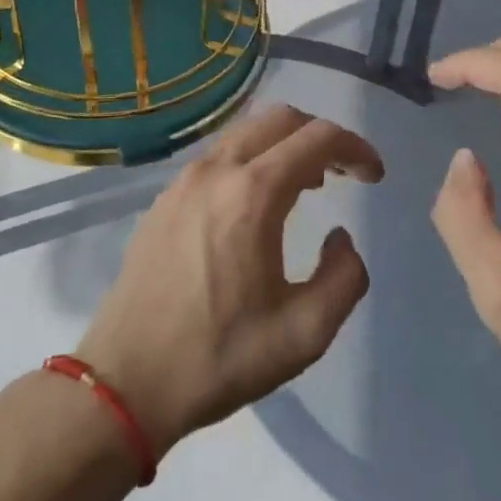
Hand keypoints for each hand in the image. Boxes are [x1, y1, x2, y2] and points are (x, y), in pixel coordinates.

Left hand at [76, 105, 383, 455]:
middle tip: (343, 173)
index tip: (374, 176)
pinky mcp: (163, 199)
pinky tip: (256, 204)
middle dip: (320, 136)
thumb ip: (344, 278)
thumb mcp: (305, 334)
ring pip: (245, 132)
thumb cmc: (219, 357)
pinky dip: (251, 159)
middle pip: (280, 119)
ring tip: (307, 185)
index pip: (317, 138)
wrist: (126, 382)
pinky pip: (218, 156)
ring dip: (284, 145)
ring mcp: (183, 181)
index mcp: (253, 194)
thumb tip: (341, 239)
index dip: (355, 147)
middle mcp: (216, 171)